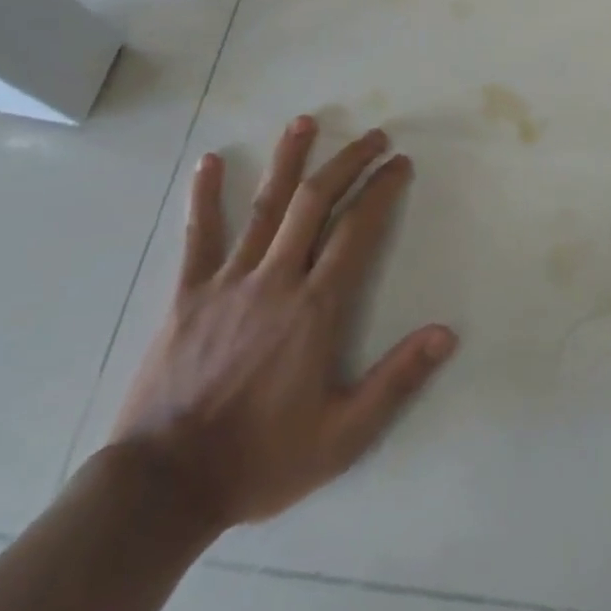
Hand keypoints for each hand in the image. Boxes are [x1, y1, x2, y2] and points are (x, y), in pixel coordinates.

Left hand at [108, 118, 456, 531]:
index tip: (399, 163)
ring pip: (265, 207)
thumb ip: (396, 381)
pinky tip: (209, 161)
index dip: (382, 190)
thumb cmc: (259, 460)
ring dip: (289, 160)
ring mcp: (228, 282)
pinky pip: (198, 237)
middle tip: (373, 136)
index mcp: (315, 308)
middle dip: (348, 162)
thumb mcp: (342, 436)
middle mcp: (276, 280)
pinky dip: (205, 196)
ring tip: (306, 122)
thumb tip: (447, 333)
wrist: (163, 488)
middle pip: (316, 203)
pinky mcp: (187, 295)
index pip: (358, 231)